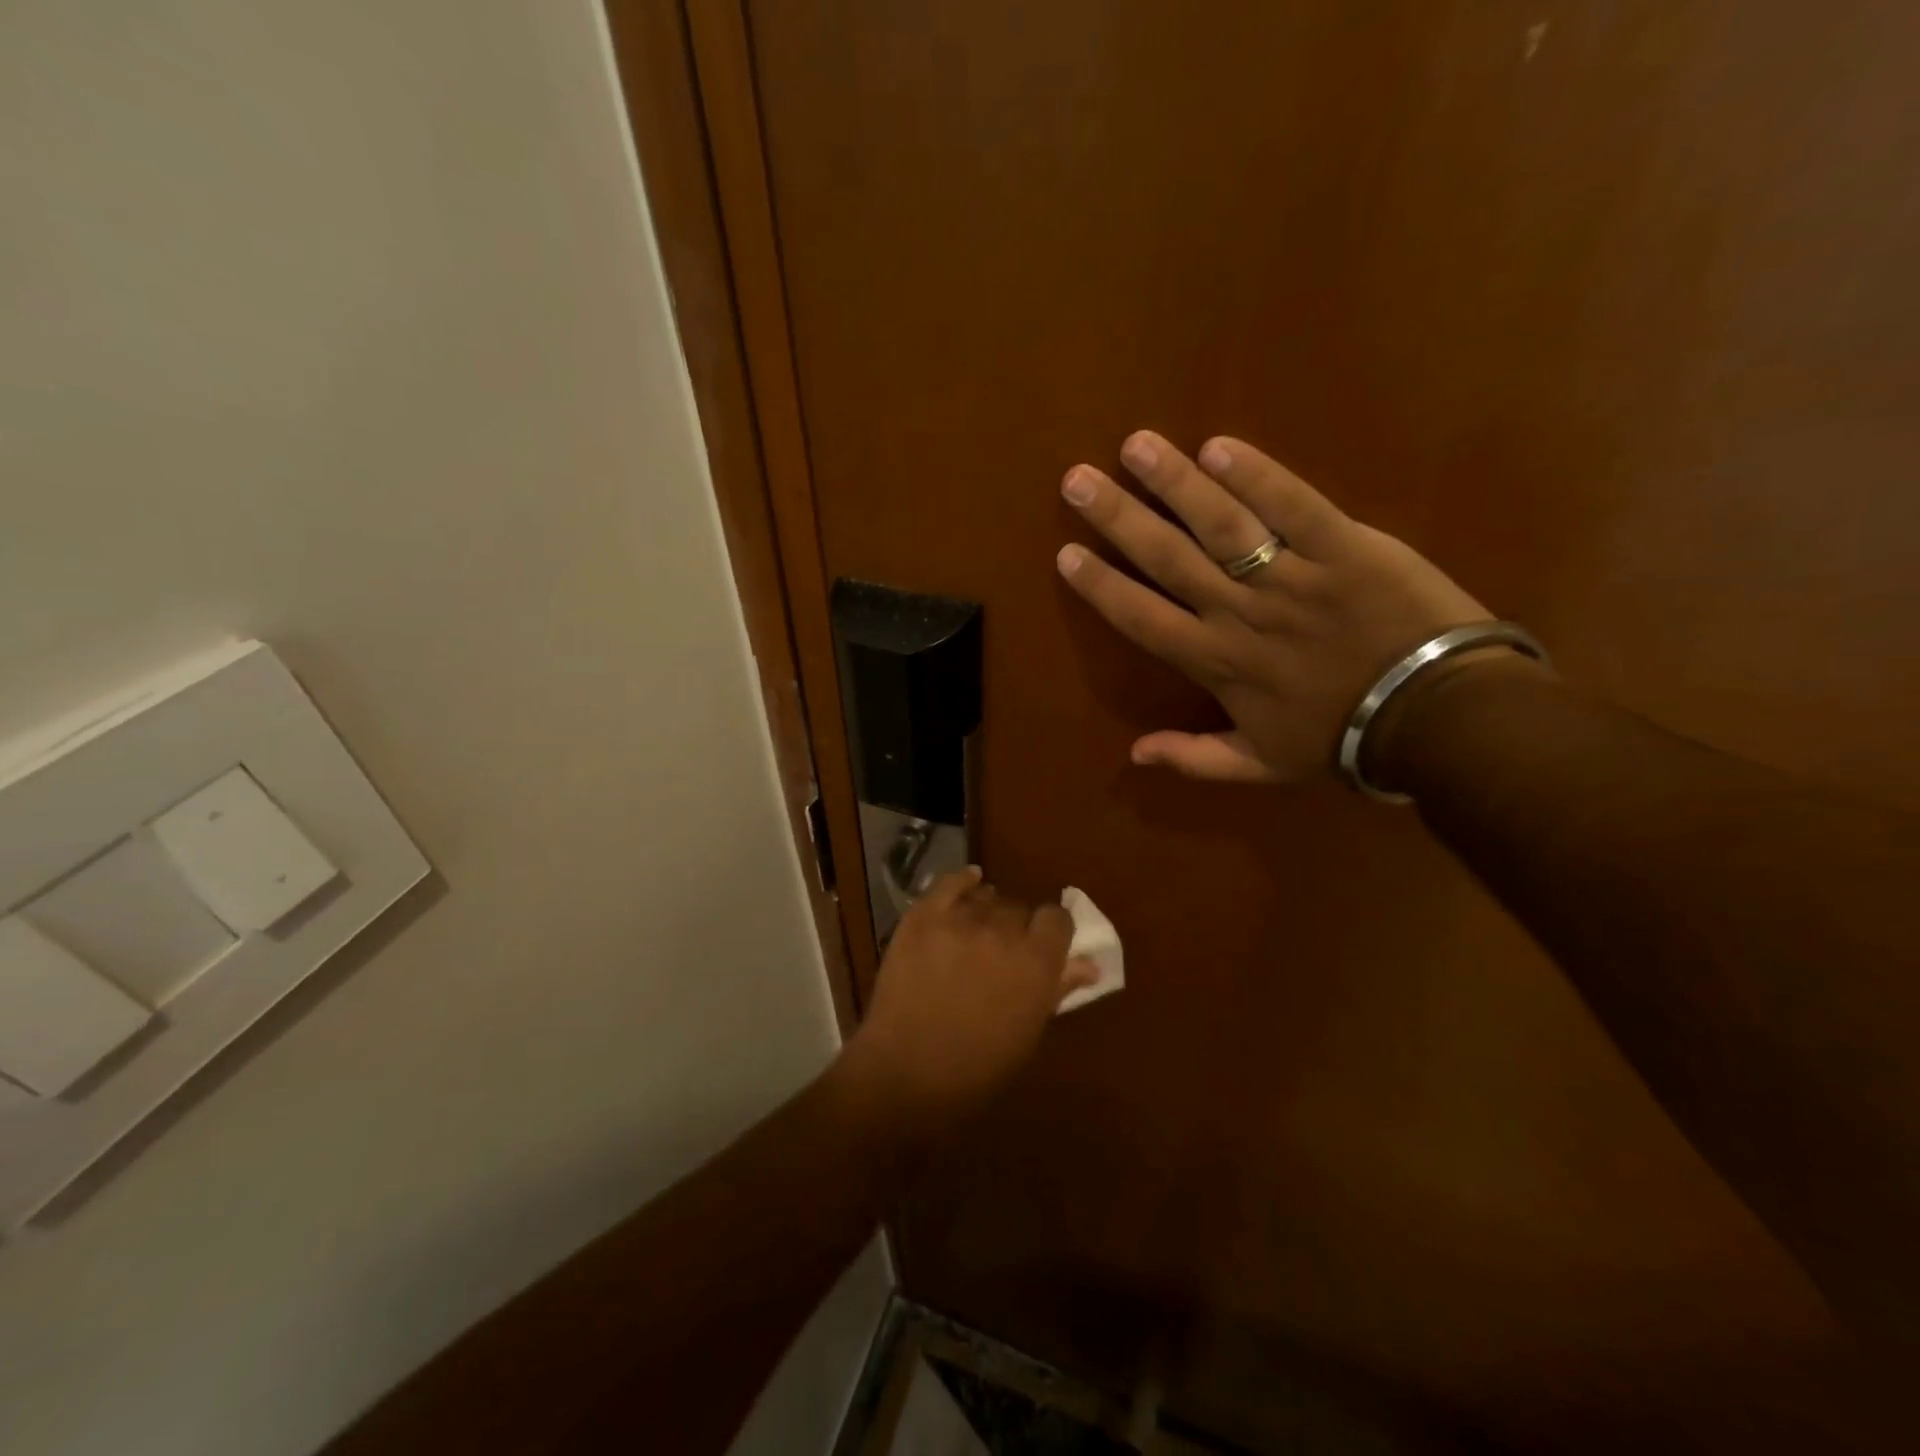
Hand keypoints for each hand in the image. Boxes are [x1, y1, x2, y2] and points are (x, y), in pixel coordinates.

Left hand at [841, 869, 1093, 1131]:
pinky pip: (949, 883)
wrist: (905, 1074)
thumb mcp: (1028, 1034)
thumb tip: (1090, 964)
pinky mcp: (923, 916)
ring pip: (986, 897)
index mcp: (1037, 961)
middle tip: (1002, 952)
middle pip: (1020, 907)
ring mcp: (960, 919)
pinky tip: (969, 882)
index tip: (1043, 945)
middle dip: (1017, 926)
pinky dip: (962, 881)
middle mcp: (1003, 930)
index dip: (1052, 931)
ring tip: (976, 934)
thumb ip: (1058, 989)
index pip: (1058, 918)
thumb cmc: (977, 1068)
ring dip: (987, 911)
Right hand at [1056, 431, 1492, 783]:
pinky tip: (1219, 446)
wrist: (1436, 718)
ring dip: (1175, 483)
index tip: (1066, 554)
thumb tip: (1135, 754)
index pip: (1143, 618)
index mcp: (1216, 663)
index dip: (1102, 586)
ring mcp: (1291, 577)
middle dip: (1119, 518)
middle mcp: (1240, 614)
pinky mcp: (1344, 547)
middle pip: (1168, 559)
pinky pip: (1294, 506)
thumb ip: (1196, 759)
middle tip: (1077, 480)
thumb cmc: (1342, 739)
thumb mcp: (1262, 765)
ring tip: (1136, 446)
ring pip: (1222, 525)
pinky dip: (1258, 476)